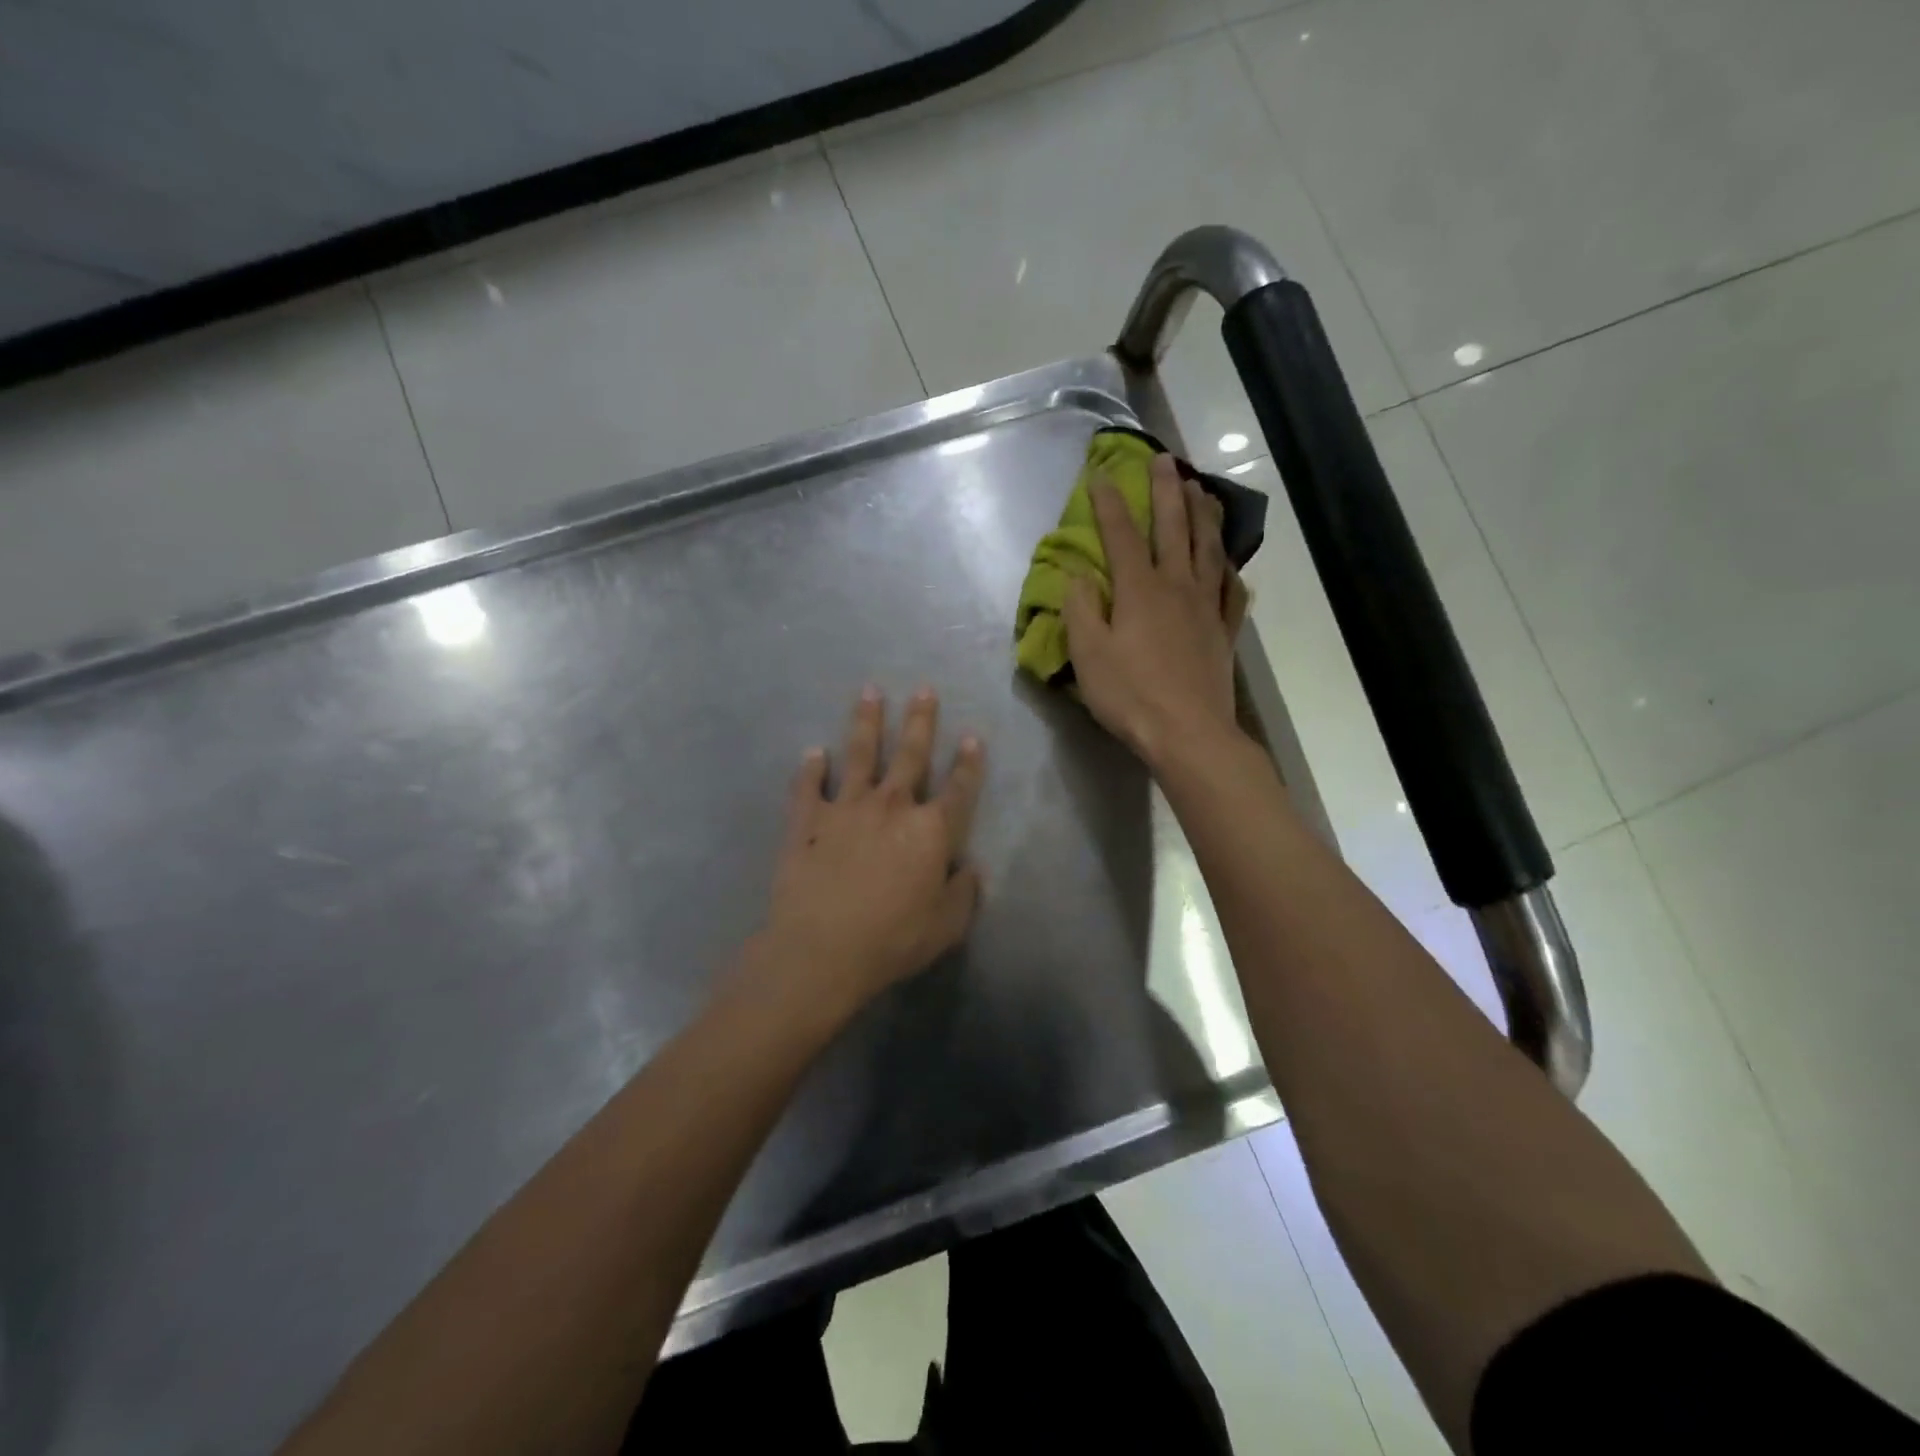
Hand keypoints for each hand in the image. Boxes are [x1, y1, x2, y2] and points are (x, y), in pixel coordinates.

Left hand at [752, 687, 985, 1019]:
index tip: (971, 737)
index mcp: (931, 831)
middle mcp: (891, 807)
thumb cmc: (892, 940)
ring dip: (866, 722)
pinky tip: (814, 753)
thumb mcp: (946, 926)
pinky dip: (811, 768)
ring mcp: (846, 808)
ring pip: (859, 755)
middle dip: (919, 720)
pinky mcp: (807, 820)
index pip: (958, 789)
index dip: (968, 764)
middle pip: (910, 755)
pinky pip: (809, 786)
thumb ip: (964, 894)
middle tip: (923, 689)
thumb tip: (970, 869)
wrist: (821, 950)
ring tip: (869, 692)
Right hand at [1063, 453, 1249, 770]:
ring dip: (1202, 513)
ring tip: (1199, 489)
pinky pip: (1230, 587)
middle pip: (1174, 527)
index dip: (1109, 503)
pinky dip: (1228, 566)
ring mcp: (1206, 606)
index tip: (1100, 474)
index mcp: (1139, 589)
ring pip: (1208, 547)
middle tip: (1164, 459)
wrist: (1189, 733)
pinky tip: (1227, 558)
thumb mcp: (1088, 654)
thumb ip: (1080, 609)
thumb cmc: (1130, 695)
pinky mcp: (1224, 630)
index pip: (1121, 535)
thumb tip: (1077, 574)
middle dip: (1165, 490)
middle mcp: (1177, 586)